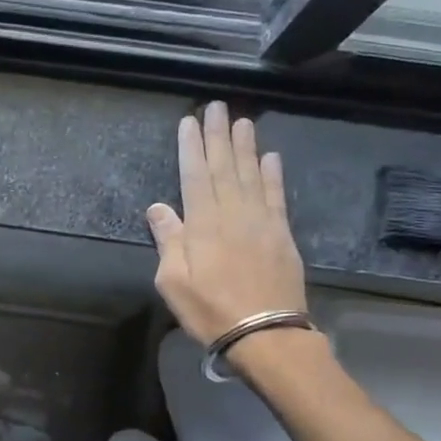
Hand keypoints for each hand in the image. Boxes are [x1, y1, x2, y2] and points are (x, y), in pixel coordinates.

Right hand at [146, 102, 307, 350]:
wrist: (265, 334)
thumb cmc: (210, 310)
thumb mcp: (173, 281)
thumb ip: (168, 240)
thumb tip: (158, 207)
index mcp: (203, 223)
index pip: (194, 175)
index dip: (191, 147)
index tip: (189, 121)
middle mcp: (233, 213)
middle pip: (224, 167)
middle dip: (218, 136)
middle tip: (217, 107)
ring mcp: (261, 222)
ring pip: (251, 175)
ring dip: (246, 146)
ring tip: (242, 120)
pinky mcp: (282, 234)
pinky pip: (276, 196)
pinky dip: (273, 174)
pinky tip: (271, 157)